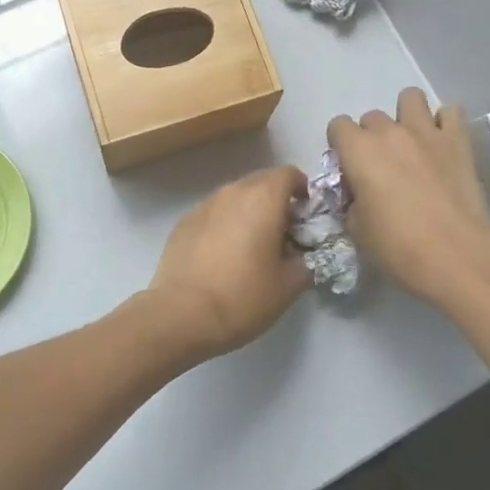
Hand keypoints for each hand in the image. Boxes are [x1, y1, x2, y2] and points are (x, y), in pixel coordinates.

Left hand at [145, 165, 311, 361]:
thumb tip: (307, 257)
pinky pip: (214, 213)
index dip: (303, 189)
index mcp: (263, 198)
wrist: (181, 315)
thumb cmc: (242, 297)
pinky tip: (223, 254)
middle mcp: (233, 191)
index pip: (289, 174)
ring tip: (253, 244)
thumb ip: (307, 263)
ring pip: (236, 196)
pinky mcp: (184, 222)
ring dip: (250, 210)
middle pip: (262, 181)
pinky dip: (225, 223)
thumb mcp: (288, 287)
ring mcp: (205, 204)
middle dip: (277, 199)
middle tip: (284, 232)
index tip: (306, 215)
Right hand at [327, 88, 489, 310]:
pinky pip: (450, 113)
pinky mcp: (458, 140)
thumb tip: (358, 194)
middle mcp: (390, 132)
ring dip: (407, 116)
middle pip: (372, 117)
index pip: (338, 126)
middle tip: (383, 168)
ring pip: (410, 98)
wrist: (457, 255)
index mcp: (359, 151)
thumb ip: (351, 202)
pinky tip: (443, 145)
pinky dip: (445, 124)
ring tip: (413, 144)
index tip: (350, 169)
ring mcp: (426, 132)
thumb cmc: (399, 247)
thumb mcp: (357, 230)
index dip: (341, 146)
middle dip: (373, 138)